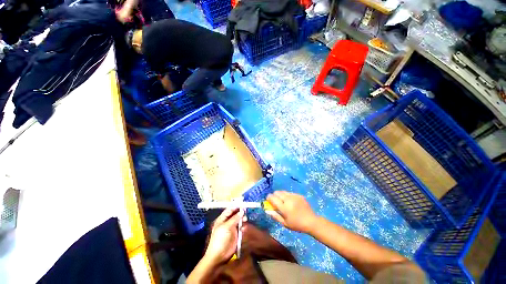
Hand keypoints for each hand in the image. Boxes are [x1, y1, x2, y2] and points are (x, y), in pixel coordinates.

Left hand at [204, 208, 243, 263]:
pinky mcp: (236, 234)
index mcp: (222, 219)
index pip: (229, 209)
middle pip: (235, 214)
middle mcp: (227, 222)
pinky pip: (241, 227)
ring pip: (239, 220)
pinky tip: (244, 228)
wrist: (219, 255)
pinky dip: (243, 226)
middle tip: (246, 211)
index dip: (235, 206)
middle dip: (240, 212)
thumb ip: (234, 219)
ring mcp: (232, 228)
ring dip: (242, 219)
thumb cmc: (220, 239)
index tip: (242, 204)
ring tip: (245, 219)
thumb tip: (242, 211)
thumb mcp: (226, 227)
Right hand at [266, 191, 317, 233]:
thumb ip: (275, 216)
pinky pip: (289, 193)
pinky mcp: (299, 195)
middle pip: (277, 192)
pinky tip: (291, 202)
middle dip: (274, 195)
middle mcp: (288, 200)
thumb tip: (267, 210)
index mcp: (284, 208)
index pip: (273, 198)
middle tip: (276, 201)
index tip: (268, 199)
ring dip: (280, 195)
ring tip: (283, 201)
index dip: (269, 197)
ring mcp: (294, 196)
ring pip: (283, 191)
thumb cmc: (297, 224)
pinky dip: (287, 196)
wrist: (311, 221)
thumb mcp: (285, 223)